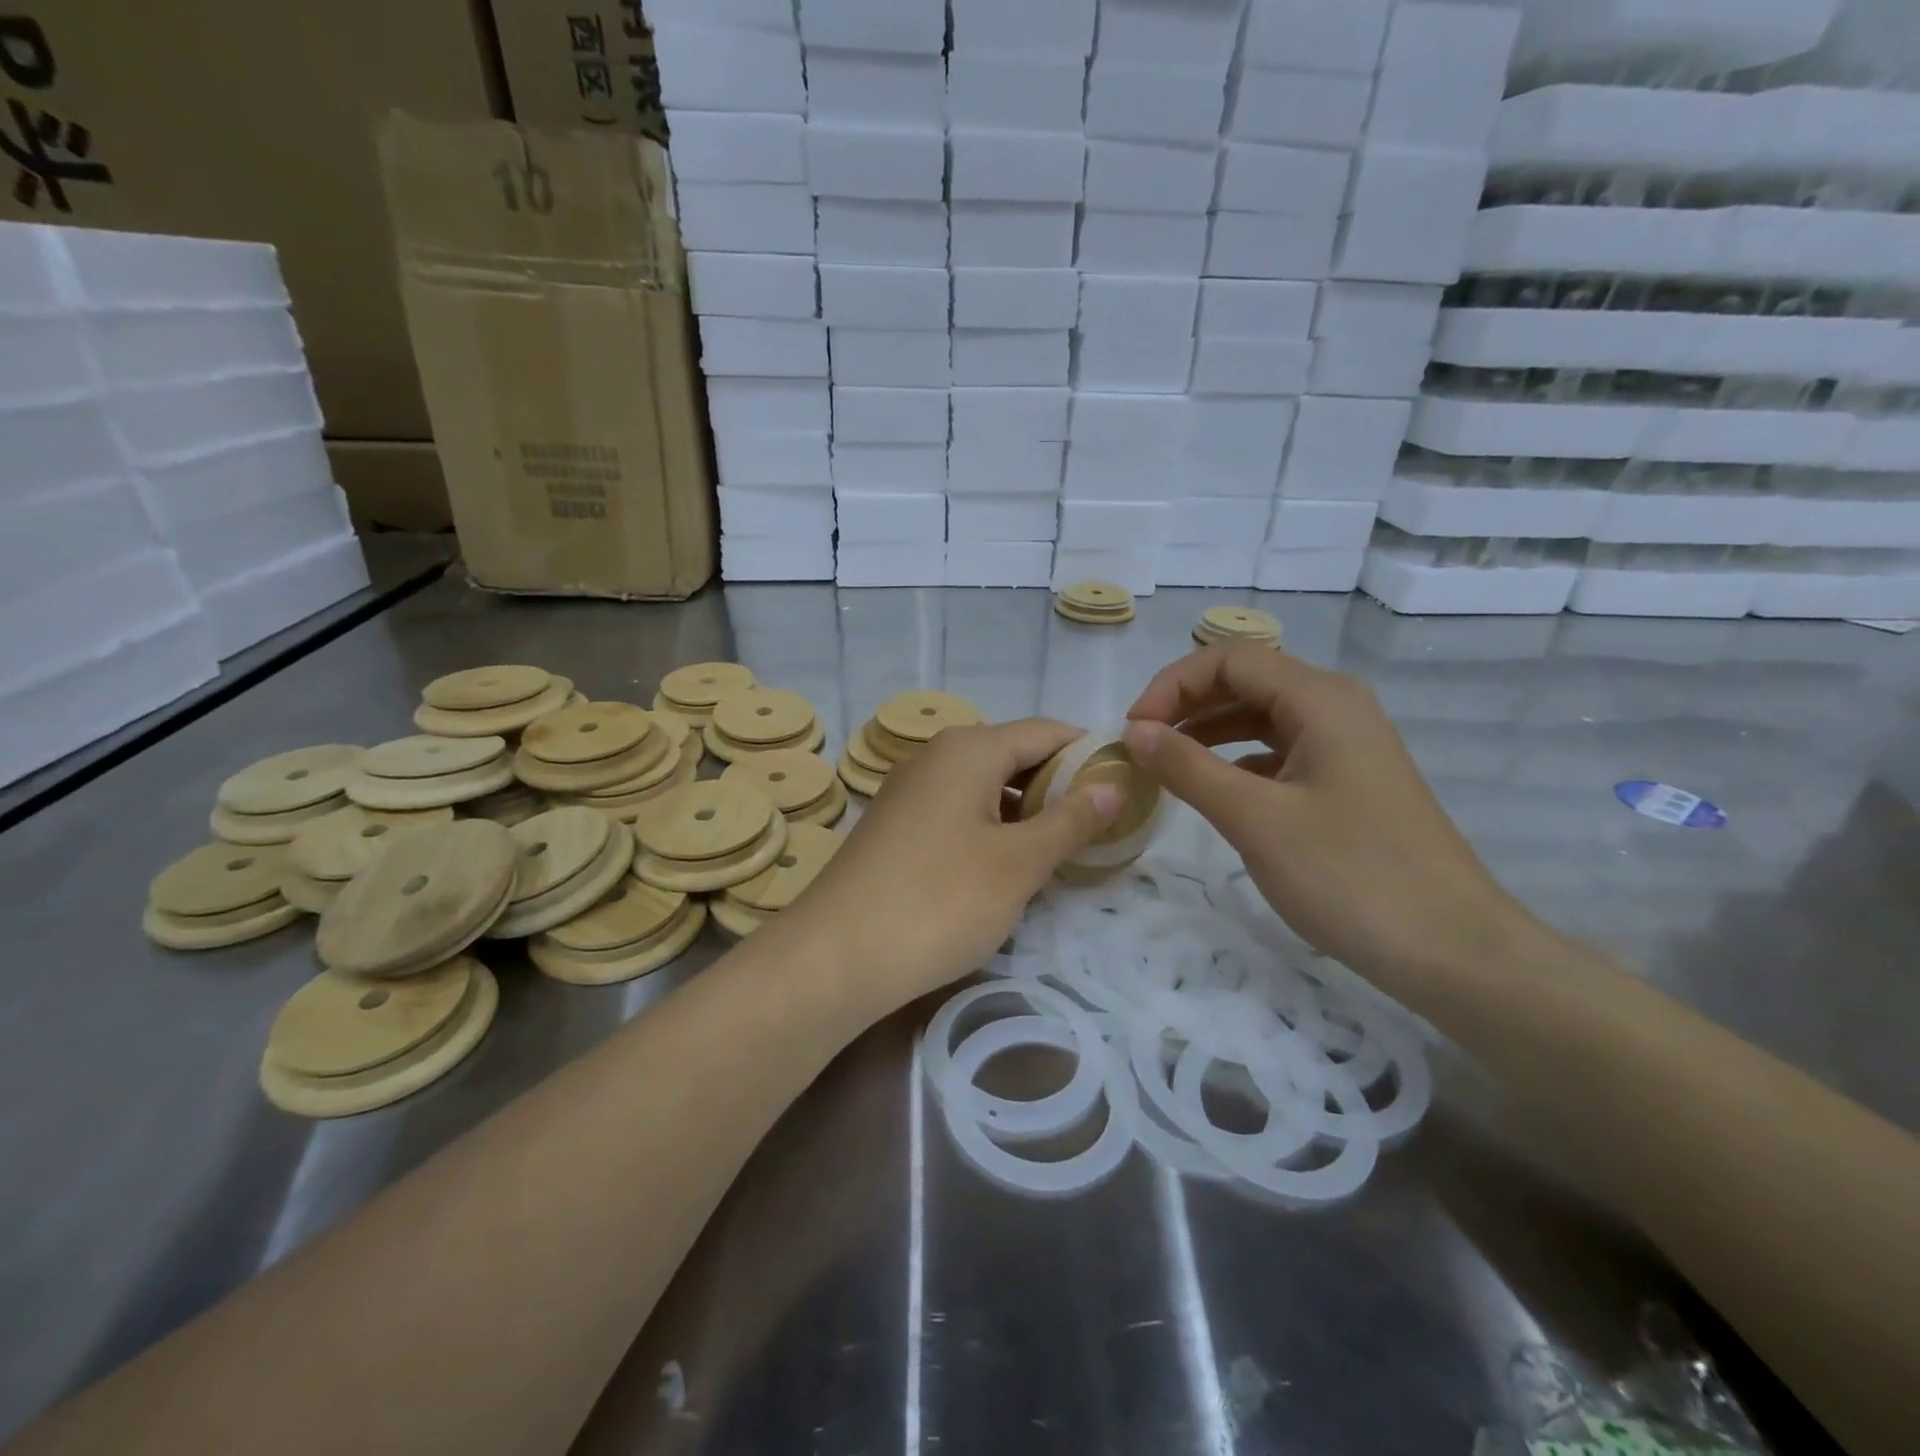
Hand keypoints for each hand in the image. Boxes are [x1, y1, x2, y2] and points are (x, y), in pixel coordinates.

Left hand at [786, 719, 1121, 1016]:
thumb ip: (1070, 820)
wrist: (836, 957)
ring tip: (1062, 848)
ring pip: (985, 785)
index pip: (1045, 731)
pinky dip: (991, 827)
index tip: (1126, 786)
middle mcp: (936, 756)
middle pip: (1014, 755)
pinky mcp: (896, 824)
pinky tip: (1007, 864)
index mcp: (969, 749)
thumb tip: (1112, 785)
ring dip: (1025, 810)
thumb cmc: (939, 901)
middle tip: (1101, 825)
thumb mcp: (1018, 864)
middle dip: (1059, 785)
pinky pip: (958, 810)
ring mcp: (910, 790)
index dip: (1088, 753)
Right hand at [1124, 645, 1535, 993]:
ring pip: (1262, 715)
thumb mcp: (1255, 819)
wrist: (1452, 950)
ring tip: (1166, 764)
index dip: (1171, 685)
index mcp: (1320, 698)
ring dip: (1209, 730)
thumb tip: (1135, 731)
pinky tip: (1216, 789)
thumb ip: (1188, 767)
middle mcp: (1337, 707)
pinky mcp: (1349, 781)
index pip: (1228, 659)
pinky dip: (1238, 759)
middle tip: (1142, 745)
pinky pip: (1280, 750)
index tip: (1132, 731)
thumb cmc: (1350, 876)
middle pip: (1246, 680)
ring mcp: (1347, 744)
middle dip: (1186, 704)